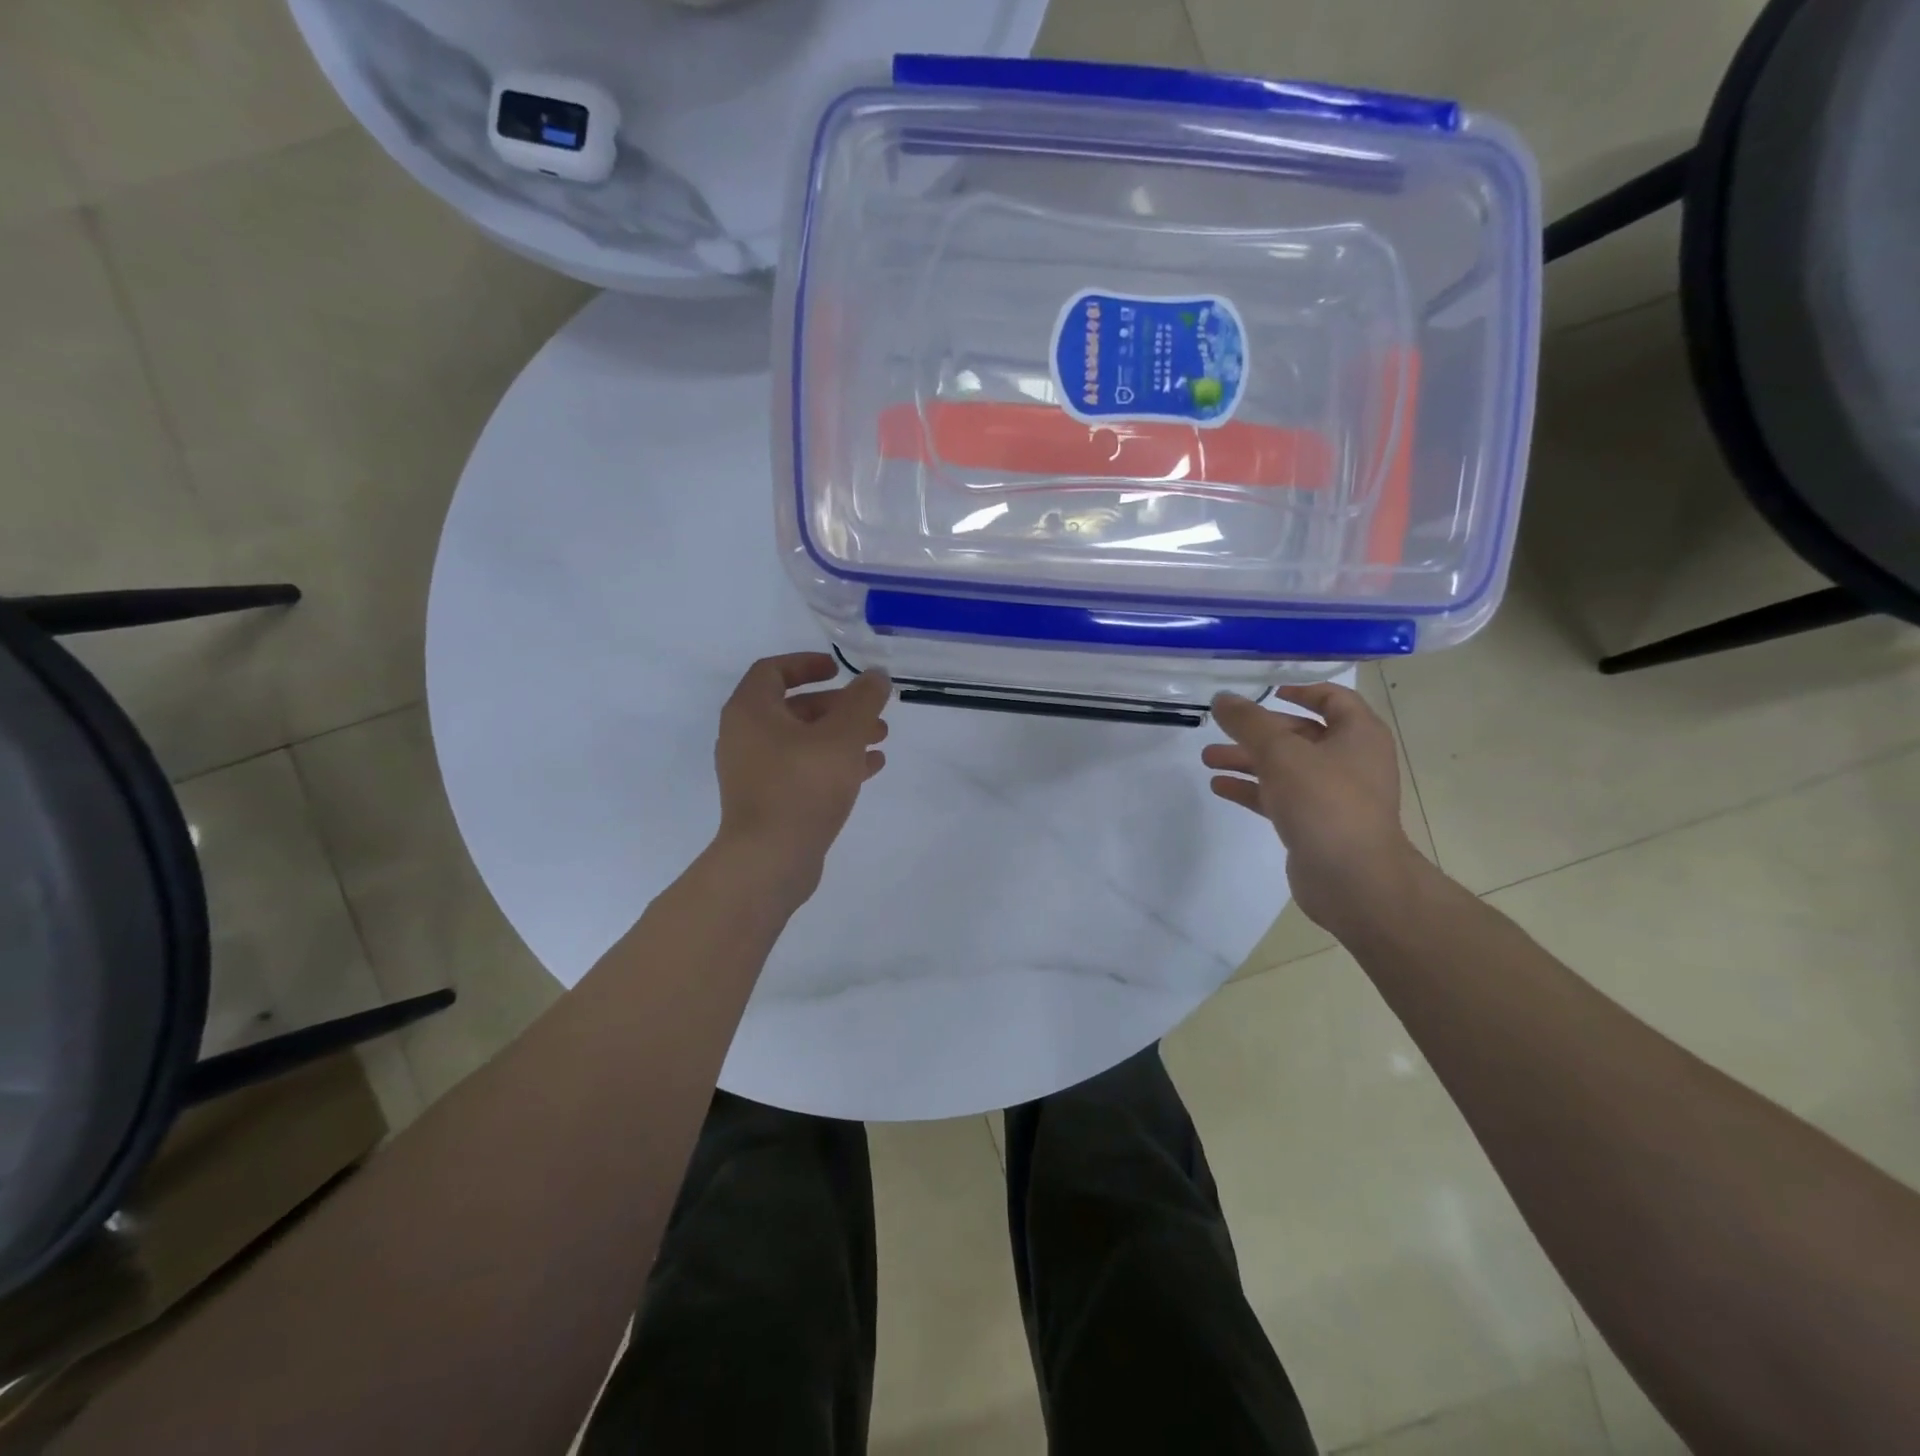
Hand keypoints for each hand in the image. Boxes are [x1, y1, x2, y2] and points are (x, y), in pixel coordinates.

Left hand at [713, 653, 890, 900]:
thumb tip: (875, 676)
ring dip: (841, 735)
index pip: (773, 670)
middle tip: (873, 712)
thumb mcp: (842, 736)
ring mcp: (754, 771)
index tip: (840, 670)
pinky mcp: (767, 800)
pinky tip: (869, 768)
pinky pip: (802, 769)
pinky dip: (833, 762)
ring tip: (880, 740)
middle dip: (837, 706)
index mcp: (750, 711)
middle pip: (793, 707)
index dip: (807, 663)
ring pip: (802, 741)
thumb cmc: (802, 786)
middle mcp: (745, 737)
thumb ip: (863, 700)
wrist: (770, 860)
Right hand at [1202, 683, 1419, 932]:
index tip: (1268, 691)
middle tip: (1220, 730)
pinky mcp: (1316, 824)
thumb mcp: (1280, 753)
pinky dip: (1252, 789)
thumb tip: (1222, 698)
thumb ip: (1248, 722)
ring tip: (1208, 759)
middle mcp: (1351, 761)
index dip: (1302, 690)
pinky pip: (1280, 797)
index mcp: (1359, 735)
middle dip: (1258, 732)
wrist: (1353, 879)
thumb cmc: (1324, 802)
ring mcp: (1334, 795)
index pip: (1333, 699)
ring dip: (1248, 760)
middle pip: (1301, 734)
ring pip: (1285, 768)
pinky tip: (1219, 786)